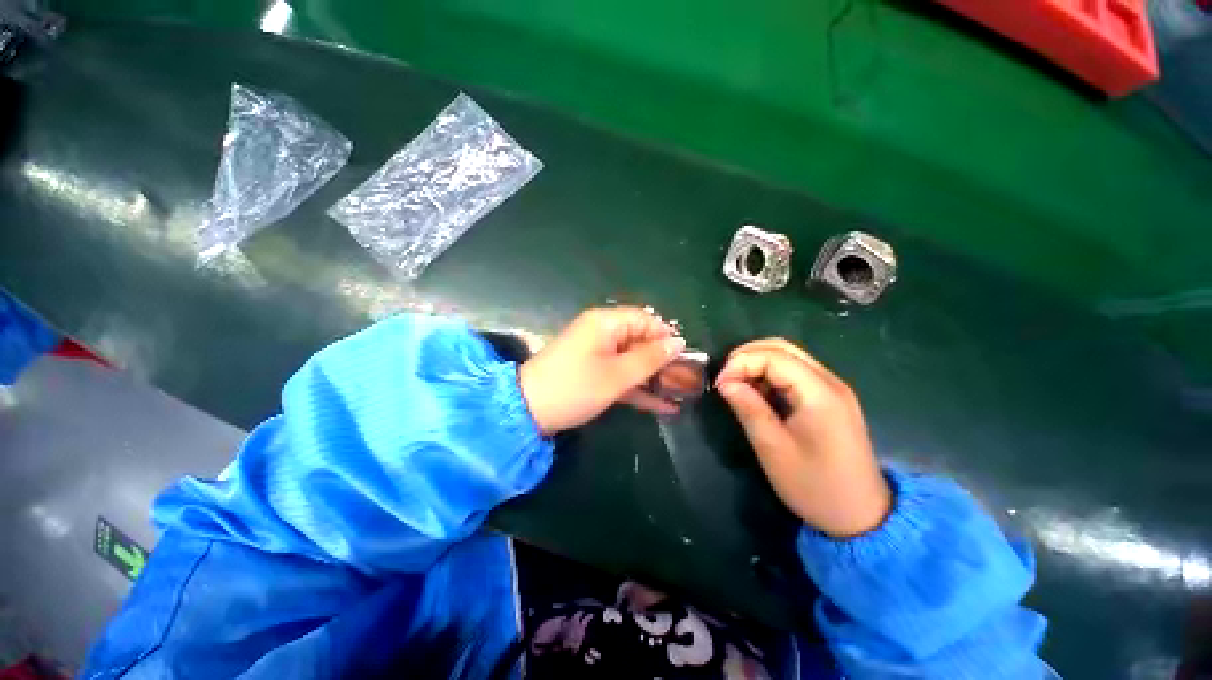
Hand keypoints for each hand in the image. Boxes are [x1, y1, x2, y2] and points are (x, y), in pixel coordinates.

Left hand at [519, 308, 685, 435]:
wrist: (527, 412)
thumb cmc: (575, 387)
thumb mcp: (617, 374)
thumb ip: (649, 358)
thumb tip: (678, 342)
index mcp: (606, 323)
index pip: (645, 320)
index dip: (666, 336)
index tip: (686, 357)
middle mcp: (602, 333)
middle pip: (640, 341)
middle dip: (663, 361)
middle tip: (686, 381)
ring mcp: (596, 354)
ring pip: (632, 360)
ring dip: (653, 378)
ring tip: (680, 395)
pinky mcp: (592, 372)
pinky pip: (620, 375)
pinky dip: (638, 388)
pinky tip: (662, 406)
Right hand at [715, 339, 890, 537]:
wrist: (862, 517)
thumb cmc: (815, 486)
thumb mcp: (773, 448)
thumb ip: (748, 408)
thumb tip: (724, 382)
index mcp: (819, 393)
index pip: (773, 356)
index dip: (740, 363)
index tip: (719, 384)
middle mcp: (829, 381)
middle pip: (782, 348)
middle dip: (747, 356)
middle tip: (725, 378)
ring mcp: (832, 388)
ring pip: (788, 357)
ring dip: (757, 364)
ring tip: (737, 385)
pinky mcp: (830, 399)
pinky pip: (795, 373)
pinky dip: (770, 375)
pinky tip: (757, 393)